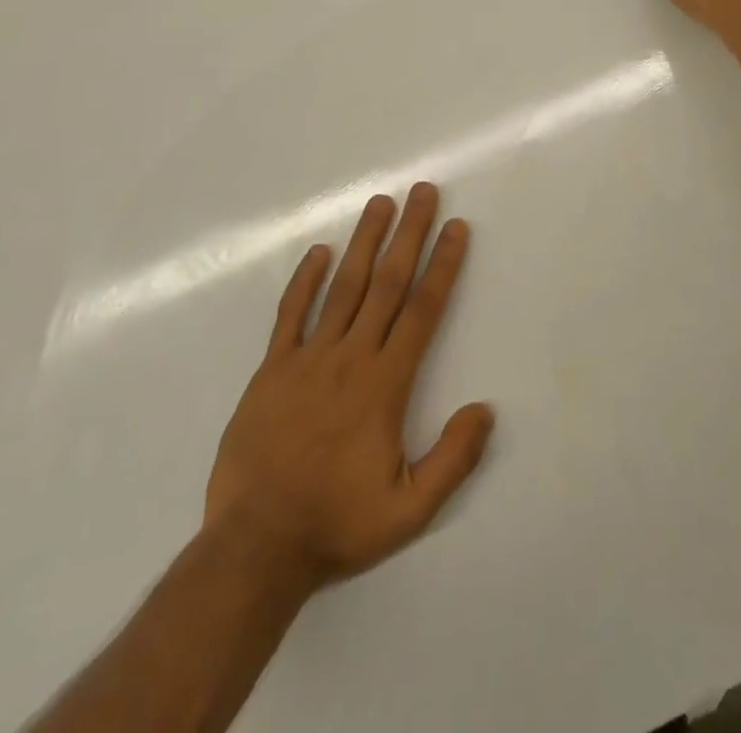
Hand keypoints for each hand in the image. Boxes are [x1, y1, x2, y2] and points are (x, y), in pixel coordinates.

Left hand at [203, 184, 492, 596]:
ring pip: (343, 287)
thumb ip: (453, 460)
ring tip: (380, 203)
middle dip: (409, 233)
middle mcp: (350, 357)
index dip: (443, 265)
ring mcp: (307, 359)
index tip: (456, 228)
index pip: (422, 310)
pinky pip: (291, 314)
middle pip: (387, 283)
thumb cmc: (337, 524)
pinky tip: (320, 252)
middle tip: (423, 192)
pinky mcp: (272, 369)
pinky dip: (306, 280)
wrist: (255, 547)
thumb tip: (485, 409)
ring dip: (365, 241)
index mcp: (385, 384)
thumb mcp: (409, 510)